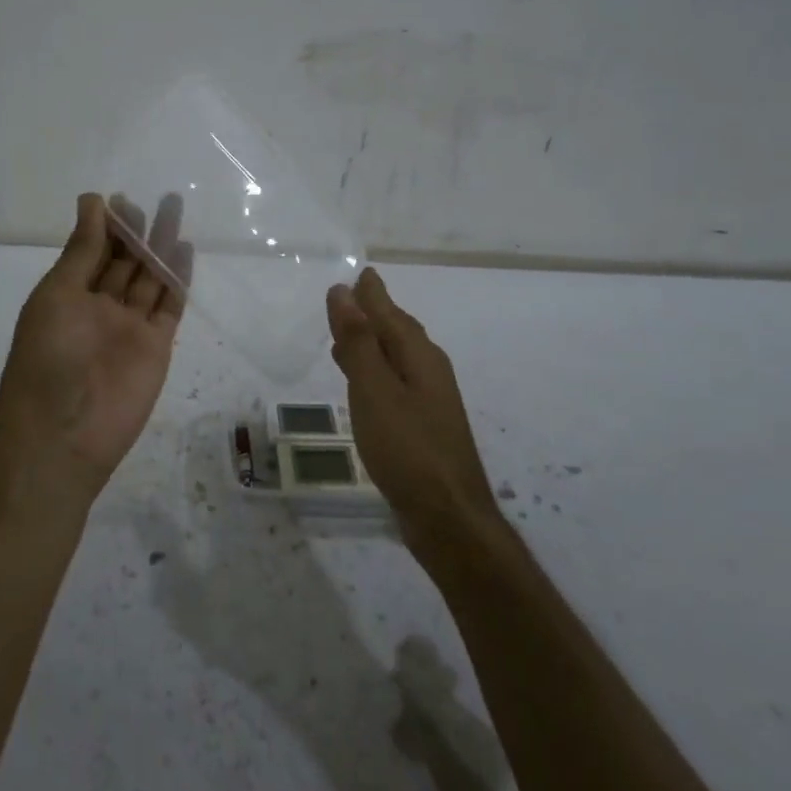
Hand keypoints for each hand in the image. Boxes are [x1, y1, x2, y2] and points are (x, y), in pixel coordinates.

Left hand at [0, 192, 191, 504]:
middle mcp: (99, 308)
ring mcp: (129, 327)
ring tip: (175, 210)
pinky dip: (178, 278)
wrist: (64, 433)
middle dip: (137, 231)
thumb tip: (93, 201)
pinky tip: (185, 249)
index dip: (105, 226)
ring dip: (160, 246)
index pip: (91, 252)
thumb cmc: (47, 358)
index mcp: (67, 296)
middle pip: (123, 262)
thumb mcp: (57, 295)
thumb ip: (81, 251)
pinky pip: (169, 305)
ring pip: (149, 278)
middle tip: (155, 200)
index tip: (119, 198)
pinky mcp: (156, 346)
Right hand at [326, 268, 500, 540]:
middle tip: (350, 298)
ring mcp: (430, 401)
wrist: (448, 517)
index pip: (391, 313)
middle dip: (374, 314)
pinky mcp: (423, 426)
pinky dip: (375, 371)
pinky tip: (363, 384)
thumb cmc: (407, 448)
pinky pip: (394, 382)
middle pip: (398, 332)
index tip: (360, 274)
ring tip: (347, 335)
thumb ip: (358, 341)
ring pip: (397, 358)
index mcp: (420, 356)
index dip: (372, 294)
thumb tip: (342, 291)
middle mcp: (429, 371)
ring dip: (372, 343)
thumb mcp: (374, 389)